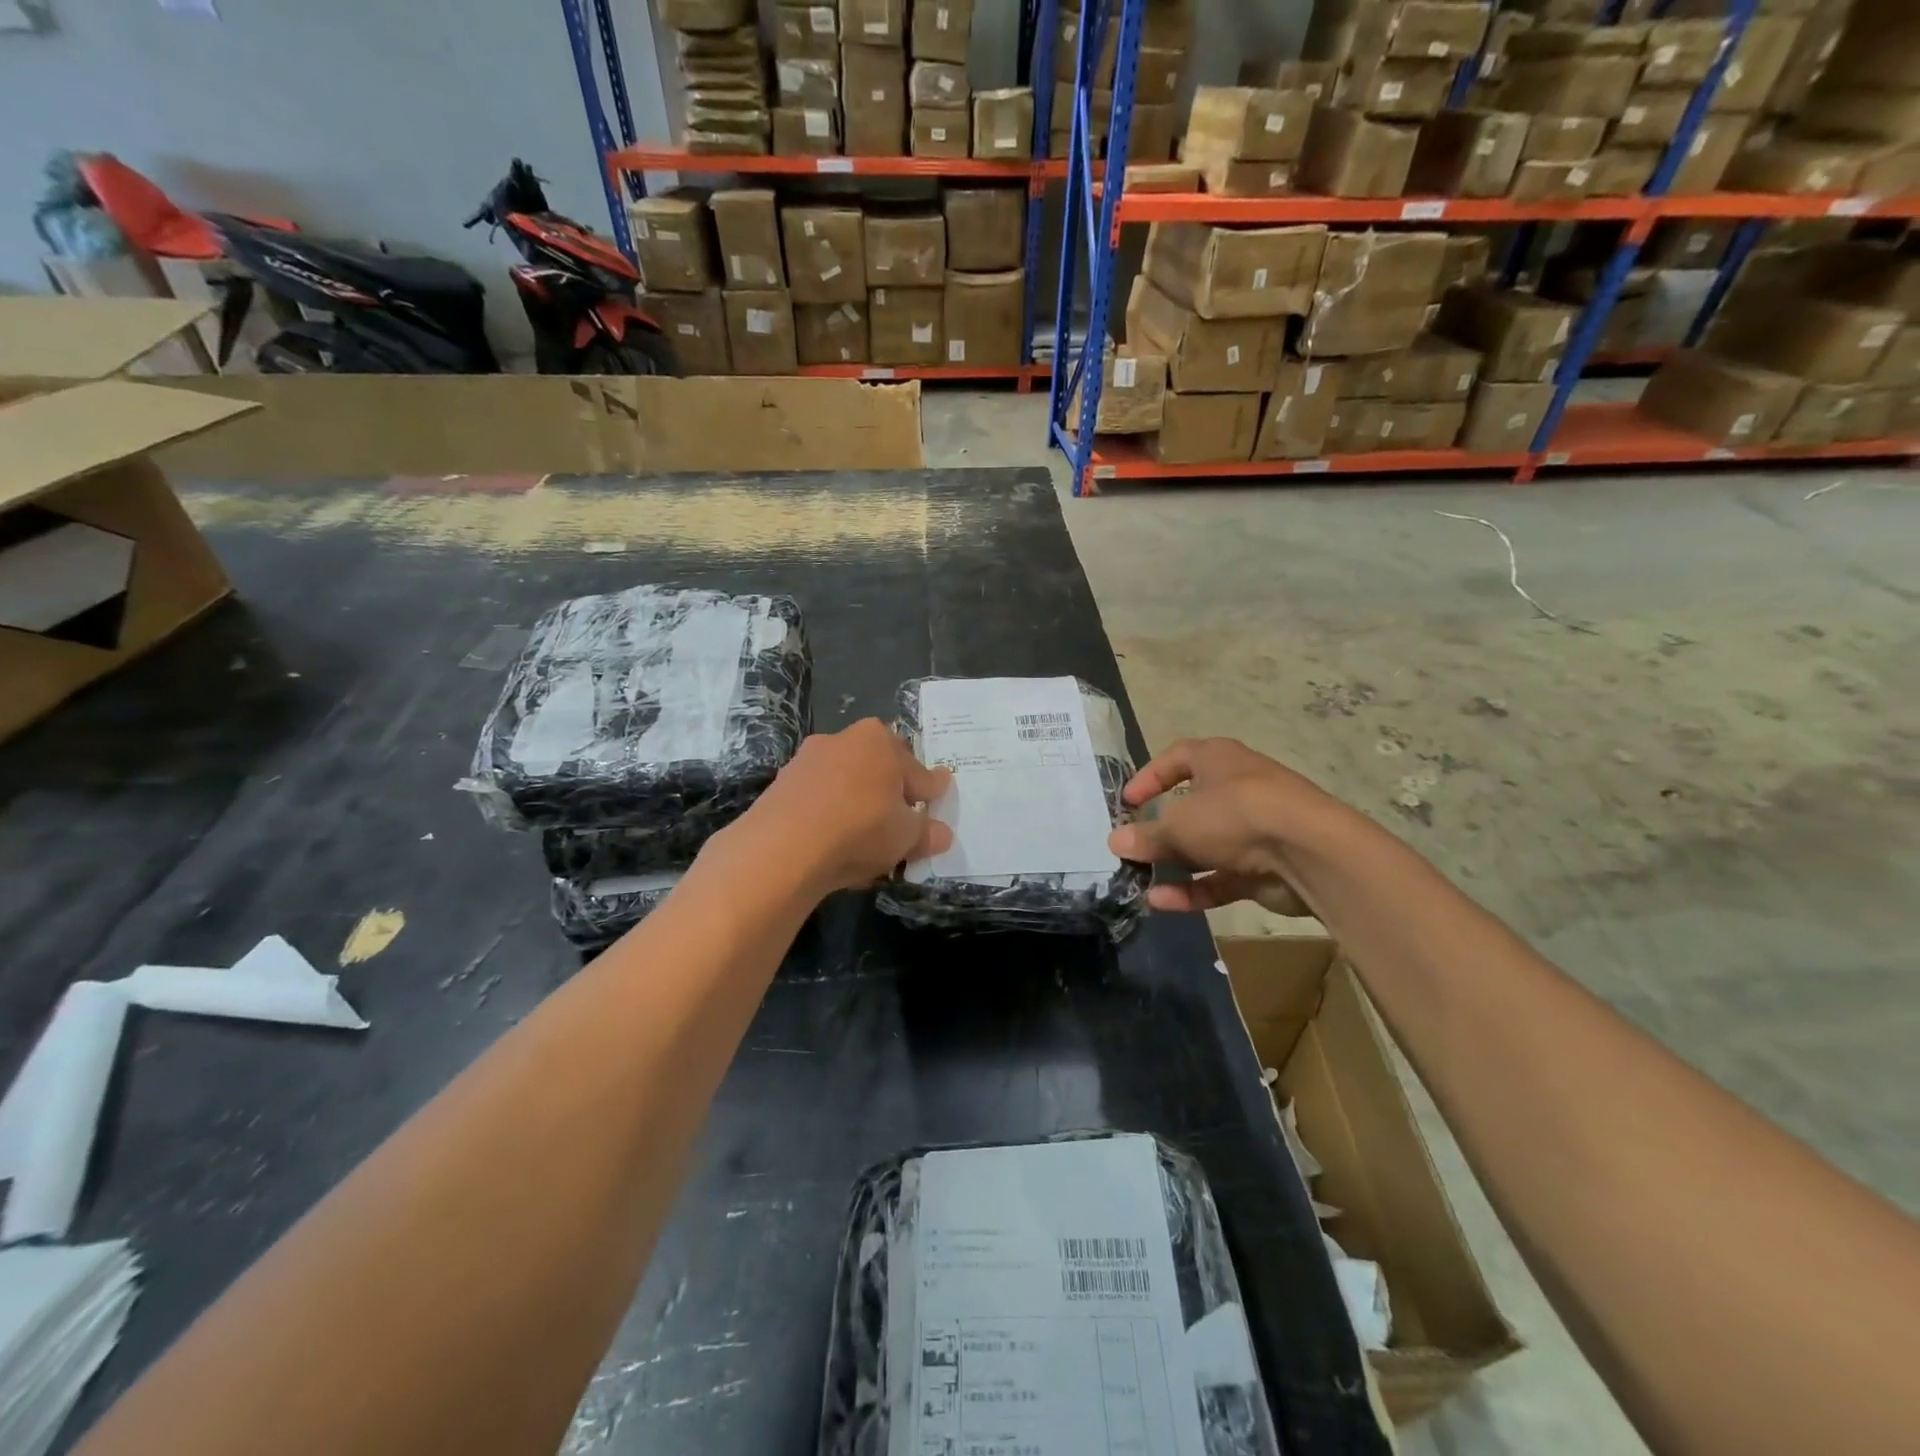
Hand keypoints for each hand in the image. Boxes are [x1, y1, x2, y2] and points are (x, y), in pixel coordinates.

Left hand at [737, 719, 952, 895]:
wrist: (783, 848)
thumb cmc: (861, 828)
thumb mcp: (907, 836)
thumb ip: (928, 833)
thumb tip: (942, 833)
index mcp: (879, 739)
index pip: (916, 770)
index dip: (928, 793)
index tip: (935, 806)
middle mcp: (842, 739)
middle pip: (877, 771)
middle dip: (889, 795)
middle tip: (900, 826)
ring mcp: (806, 761)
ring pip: (845, 785)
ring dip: (857, 807)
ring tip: (865, 842)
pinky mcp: (780, 786)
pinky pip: (817, 802)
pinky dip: (828, 818)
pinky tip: (833, 846)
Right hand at [1108, 738, 1329, 916]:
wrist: (1308, 852)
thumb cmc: (1235, 814)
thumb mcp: (1179, 824)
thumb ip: (1146, 836)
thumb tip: (1116, 842)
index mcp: (1218, 760)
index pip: (1177, 758)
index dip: (1150, 777)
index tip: (1127, 803)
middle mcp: (1237, 789)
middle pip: (1191, 807)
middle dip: (1160, 830)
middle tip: (1132, 847)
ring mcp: (1253, 830)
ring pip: (1205, 846)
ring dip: (1173, 864)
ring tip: (1139, 881)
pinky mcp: (1263, 868)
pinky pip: (1219, 877)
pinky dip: (1192, 889)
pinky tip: (1162, 902)